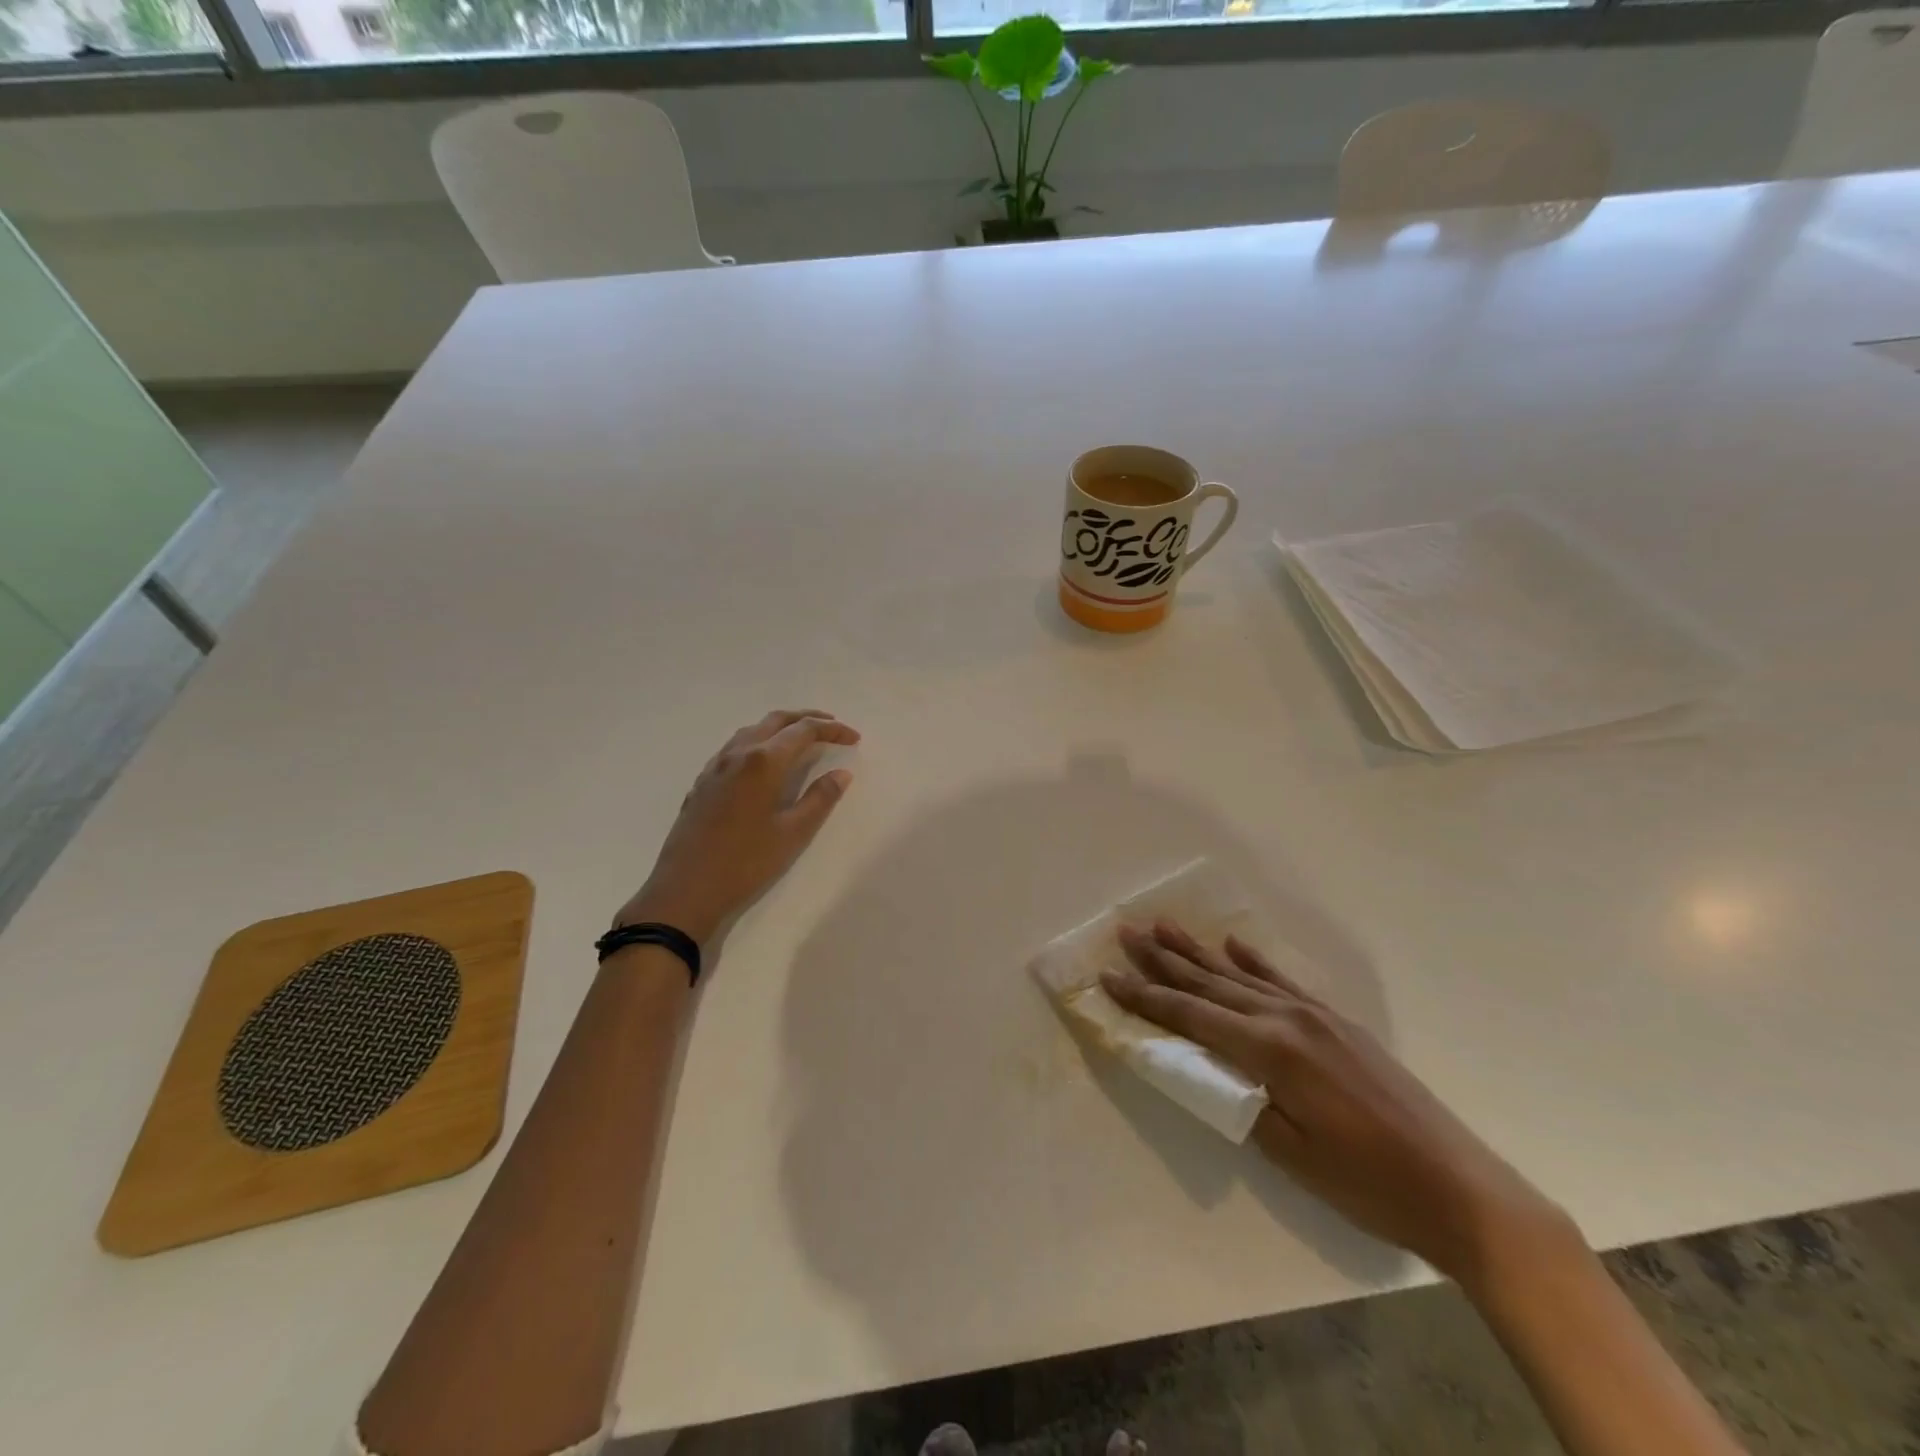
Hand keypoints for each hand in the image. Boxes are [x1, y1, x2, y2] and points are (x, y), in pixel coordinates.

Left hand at [615, 710, 860, 945]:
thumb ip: (820, 798)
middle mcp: (738, 753)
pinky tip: (764, 763)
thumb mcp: (793, 833)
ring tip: (801, 740)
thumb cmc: (746, 862)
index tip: (853, 738)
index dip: (831, 730)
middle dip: (807, 718)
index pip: (803, 730)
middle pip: (776, 720)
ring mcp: (716, 766)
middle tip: (832, 727)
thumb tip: (842, 774)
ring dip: (781, 727)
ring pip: (753, 730)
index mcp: (763, 762)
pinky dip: (759, 742)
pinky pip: (735, 747)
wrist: (686, 889)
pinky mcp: (703, 781)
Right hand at [1104, 921, 1572, 1288]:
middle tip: (1127, 931)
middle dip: (1163, 960)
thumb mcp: (1290, 1153)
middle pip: (1211, 984)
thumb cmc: (1368, 1183)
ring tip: (1164, 926)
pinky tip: (1234, 945)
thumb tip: (1203, 1066)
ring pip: (1241, 977)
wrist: (1461, 1190)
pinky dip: (1253, 963)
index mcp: (1271, 1050)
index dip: (1146, 997)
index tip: (1109, 975)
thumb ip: (1239, 1100)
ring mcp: (1316, 1017)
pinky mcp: (1338, 1024)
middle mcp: (1288, 1019)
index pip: (1192, 1016)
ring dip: (1199, 953)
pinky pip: (1283, 983)